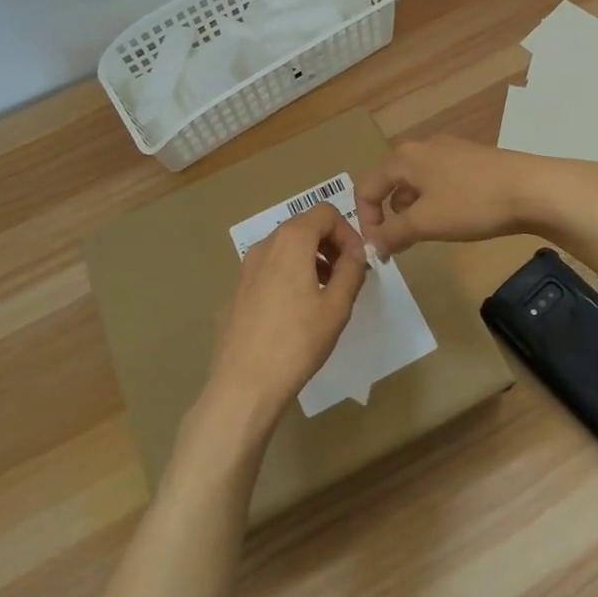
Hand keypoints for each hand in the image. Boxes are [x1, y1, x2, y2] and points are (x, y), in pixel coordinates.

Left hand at [201, 202, 367, 441]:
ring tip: (327, 294)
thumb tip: (357, 251)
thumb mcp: (336, 306)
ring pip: (286, 248)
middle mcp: (265, 245)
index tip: (359, 261)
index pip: (325, 213)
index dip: (348, 232)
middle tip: (347, 276)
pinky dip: (291, 274)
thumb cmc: (297, 341)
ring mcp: (247, 267)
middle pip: (304, 226)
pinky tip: (298, 311)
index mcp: (291, 241)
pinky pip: (271, 268)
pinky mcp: (238, 290)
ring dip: (312, 259)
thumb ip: (351, 270)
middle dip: (331, 244)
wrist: (243, 383)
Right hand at [354, 138, 593, 257]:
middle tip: (401, 244)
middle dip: (389, 216)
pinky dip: (434, 201)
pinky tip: (455, 217)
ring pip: (415, 182)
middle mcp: (421, 146)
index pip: (366, 188)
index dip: (366, 222)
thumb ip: (392, 234)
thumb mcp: (426, 223)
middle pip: (389, 183)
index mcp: (403, 157)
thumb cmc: (472, 203)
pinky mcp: (470, 158)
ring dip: (412, 210)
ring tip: (429, 233)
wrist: (533, 189)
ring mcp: (448, 149)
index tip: (379, 250)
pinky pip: (438, 180)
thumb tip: (371, 245)